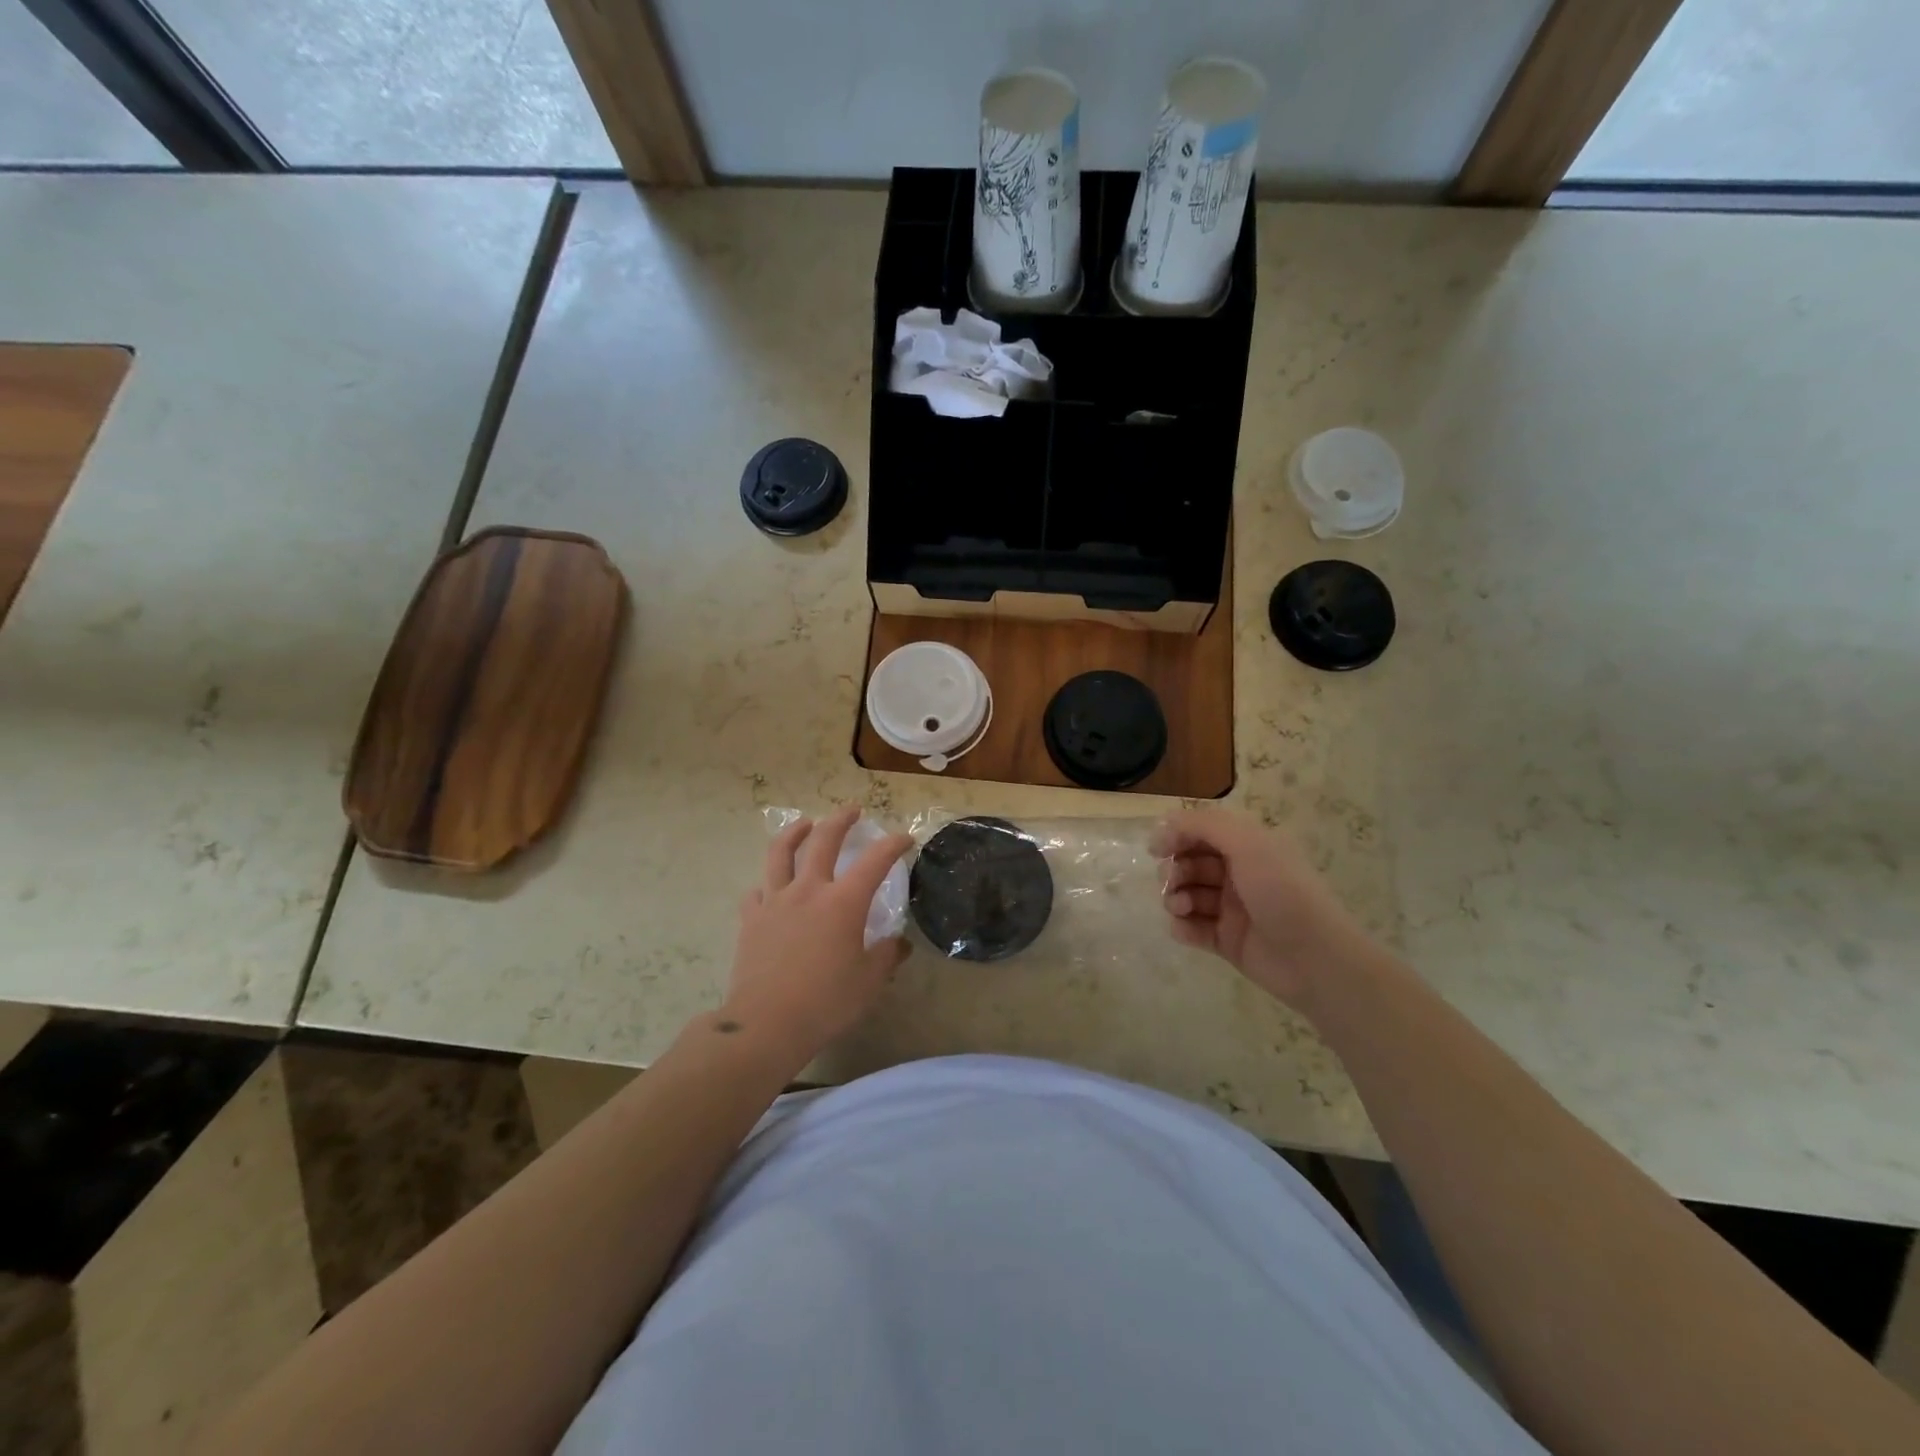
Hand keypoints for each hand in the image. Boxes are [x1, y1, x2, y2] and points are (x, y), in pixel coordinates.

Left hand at [723, 807, 913, 1066]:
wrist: (767, 1024)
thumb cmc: (826, 1002)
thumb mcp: (870, 982)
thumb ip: (887, 956)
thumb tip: (899, 944)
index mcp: (843, 902)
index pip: (875, 861)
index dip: (893, 844)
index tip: (905, 838)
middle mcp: (809, 891)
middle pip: (823, 840)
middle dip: (840, 820)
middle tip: (852, 810)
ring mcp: (775, 902)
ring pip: (781, 853)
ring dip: (794, 833)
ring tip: (804, 824)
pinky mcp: (751, 919)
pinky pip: (757, 892)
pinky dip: (766, 884)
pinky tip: (770, 888)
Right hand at [1151, 808, 1370, 1012]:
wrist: (1314, 959)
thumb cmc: (1283, 892)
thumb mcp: (1247, 844)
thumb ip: (1204, 825)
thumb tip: (1166, 822)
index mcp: (1248, 847)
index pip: (1201, 832)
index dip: (1176, 836)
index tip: (1156, 849)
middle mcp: (1238, 874)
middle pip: (1190, 863)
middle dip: (1174, 870)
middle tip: (1172, 882)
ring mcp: (1231, 909)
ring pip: (1187, 894)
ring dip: (1175, 897)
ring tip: (1180, 908)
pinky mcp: (1225, 940)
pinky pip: (1192, 928)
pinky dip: (1182, 926)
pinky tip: (1184, 928)